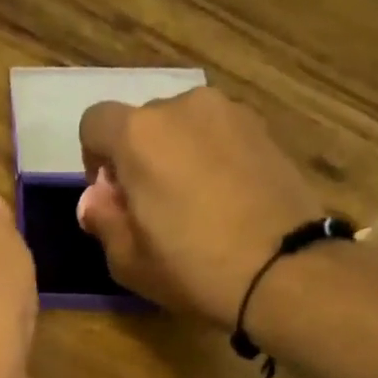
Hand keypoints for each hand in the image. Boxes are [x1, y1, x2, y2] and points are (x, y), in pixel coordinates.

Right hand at [78, 88, 328, 329]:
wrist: (283, 270)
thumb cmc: (193, 268)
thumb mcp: (128, 261)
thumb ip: (102, 219)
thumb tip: (96, 198)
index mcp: (139, 135)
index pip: (95, 122)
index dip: (94, 160)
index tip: (112, 198)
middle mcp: (183, 107)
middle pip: (143, 123)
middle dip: (138, 157)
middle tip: (151, 208)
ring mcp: (230, 113)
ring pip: (185, 127)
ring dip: (177, 156)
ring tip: (193, 205)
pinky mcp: (264, 130)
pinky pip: (220, 137)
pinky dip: (213, 159)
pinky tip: (225, 201)